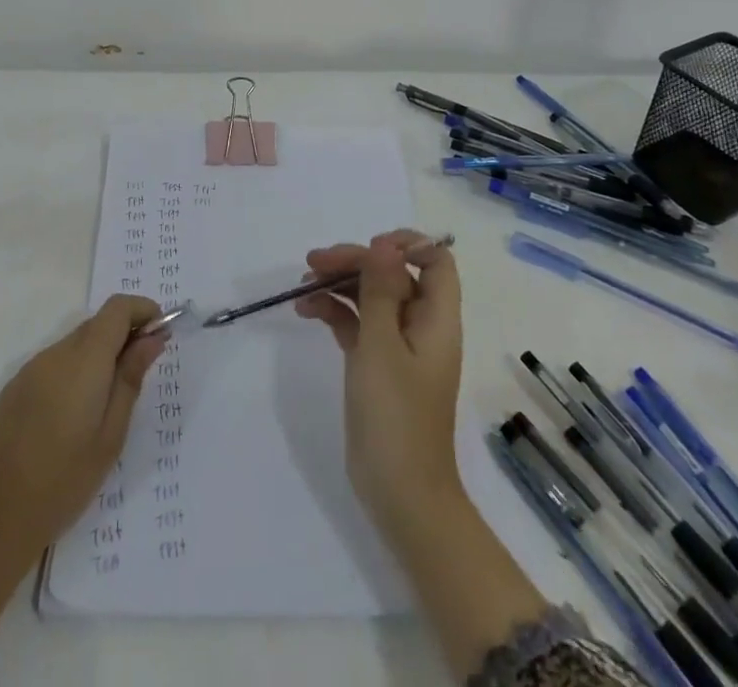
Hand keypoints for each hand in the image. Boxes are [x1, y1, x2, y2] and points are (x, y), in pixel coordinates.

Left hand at [0, 294, 167, 568]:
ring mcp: (29, 370)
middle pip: (96, 324)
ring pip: (74, 344)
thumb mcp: (110, 437)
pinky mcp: (13, 390)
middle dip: (124, 335)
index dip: (142, 310)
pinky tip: (74, 416)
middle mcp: (54, 354)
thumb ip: (130, 379)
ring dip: (98, 356)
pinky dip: (74, 372)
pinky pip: (53, 365)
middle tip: (141, 370)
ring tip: (109, 401)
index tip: (160, 333)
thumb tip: (152, 339)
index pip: (117, 308)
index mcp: (83, 361)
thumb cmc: (62, 483)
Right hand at [294, 230, 464, 542]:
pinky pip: (357, 324)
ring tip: (302, 285)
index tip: (368, 248)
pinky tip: (306, 310)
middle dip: (355, 262)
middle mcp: (420, 326)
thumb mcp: (382, 345)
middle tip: (313, 262)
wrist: (400, 494)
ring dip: (339, 285)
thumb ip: (381, 290)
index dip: (406, 245)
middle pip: (393, 275)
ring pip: (371, 297)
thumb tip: (385, 244)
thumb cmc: (396, 416)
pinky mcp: (377, 365)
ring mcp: (398, 347)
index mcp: (436, 318)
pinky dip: (334, 312)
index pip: (435, 262)